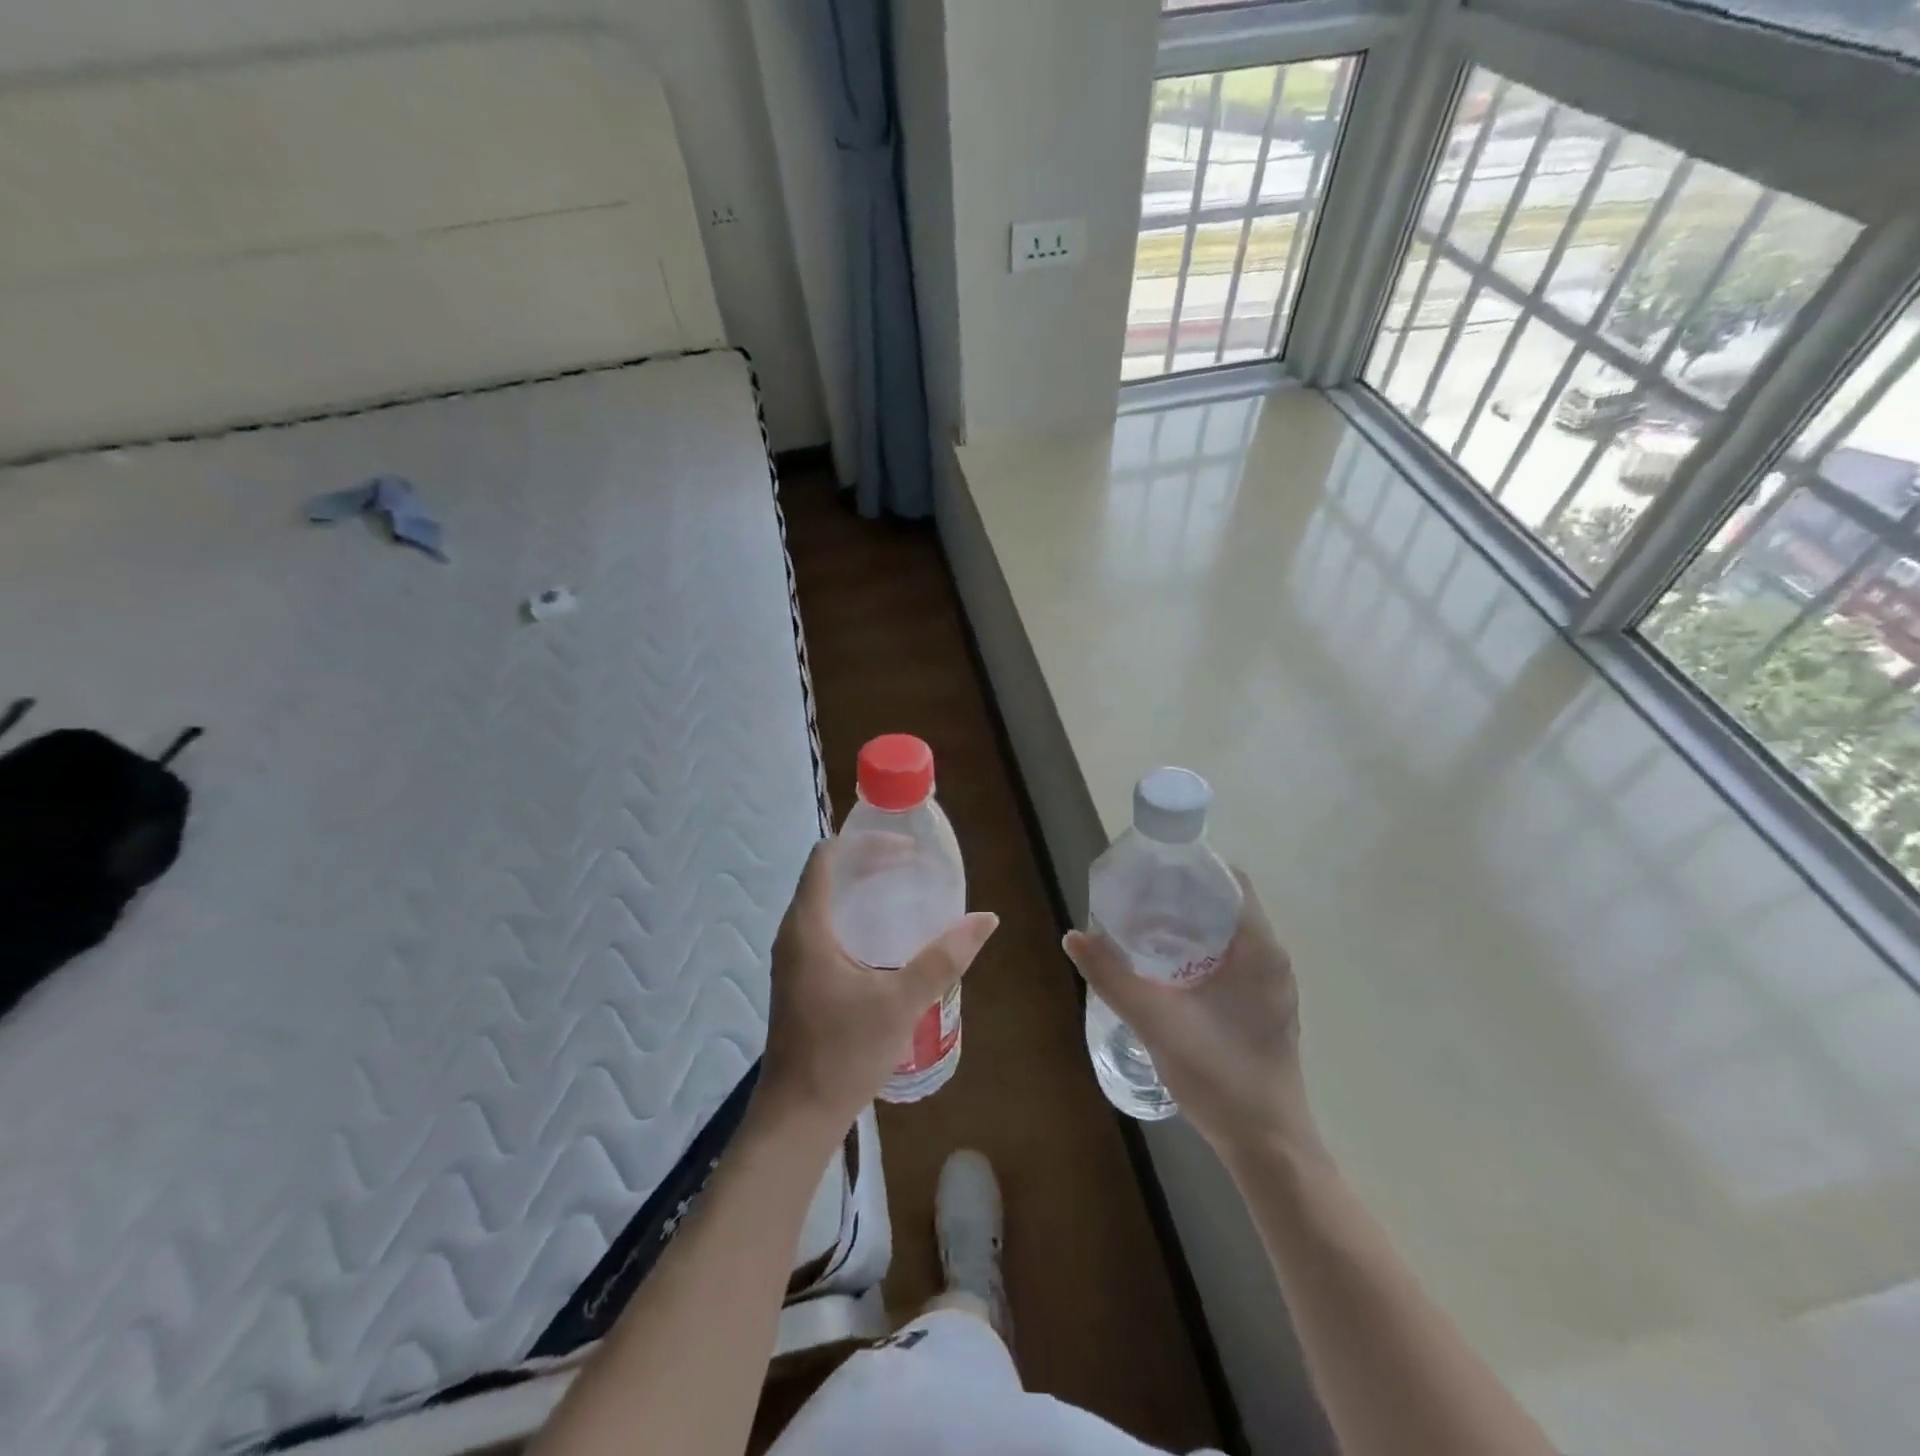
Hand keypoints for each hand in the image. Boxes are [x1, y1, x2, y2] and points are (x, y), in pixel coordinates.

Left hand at [759, 838, 998, 1135]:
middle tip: (915, 867)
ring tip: (906, 891)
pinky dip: (856, 916)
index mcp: (808, 927)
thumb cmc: (843, 1053)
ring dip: (863, 890)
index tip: (906, 848)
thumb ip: (943, 958)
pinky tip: (887, 936)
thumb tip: (985, 919)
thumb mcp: (901, 1002)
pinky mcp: (801, 978)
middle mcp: (794, 933)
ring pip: (827, 902)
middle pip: (829, 875)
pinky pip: (827, 927)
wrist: (798, 1117)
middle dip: (871, 863)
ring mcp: (794, 957)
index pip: (827, 857)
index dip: (865, 843)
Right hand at [1064, 871, 1315, 1161]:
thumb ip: (1112, 976)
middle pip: (1226, 903)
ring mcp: (1271, 986)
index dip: (1191, 867)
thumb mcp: (1155, 1020)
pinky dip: (1200, 950)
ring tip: (1143, 925)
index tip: (1151, 869)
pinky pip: (1232, 958)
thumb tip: (1073, 936)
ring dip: (1190, 924)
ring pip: (1229, 933)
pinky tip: (1166, 968)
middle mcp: (1272, 959)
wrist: (1267, 1145)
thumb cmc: (1218, 1074)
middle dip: (1181, 894)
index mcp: (1259, 949)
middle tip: (1136, 896)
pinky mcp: (1264, 1007)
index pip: (1230, 880)